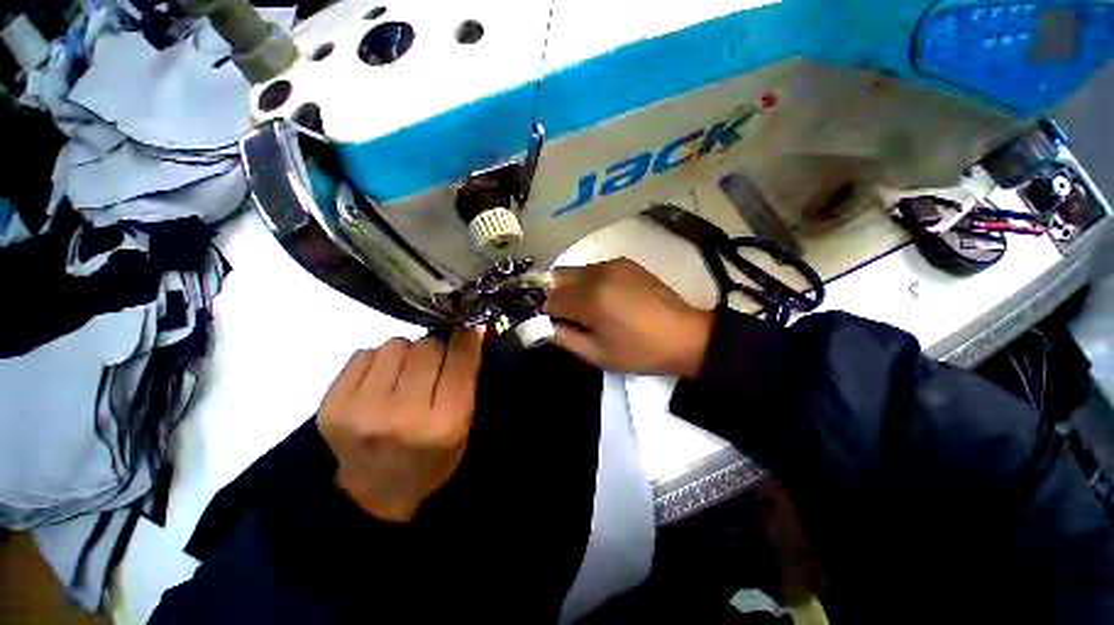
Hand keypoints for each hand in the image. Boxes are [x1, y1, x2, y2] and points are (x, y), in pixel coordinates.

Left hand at [317, 330, 483, 522]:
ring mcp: (362, 410)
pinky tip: (379, 383)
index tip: (467, 332)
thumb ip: (469, 376)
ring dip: (406, 354)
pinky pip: (364, 353)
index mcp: (444, 424)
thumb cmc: (431, 458)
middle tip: (432, 367)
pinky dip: (378, 361)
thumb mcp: (463, 424)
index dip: (466, 339)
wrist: (374, 495)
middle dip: (436, 350)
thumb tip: (475, 328)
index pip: (460, 359)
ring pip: (396, 344)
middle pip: (427, 346)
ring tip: (404, 376)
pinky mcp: (332, 404)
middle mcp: (403, 415)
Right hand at [545, 258, 712, 376]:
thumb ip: (565, 338)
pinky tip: (606, 298)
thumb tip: (546, 326)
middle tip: (569, 316)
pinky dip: (590, 282)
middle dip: (557, 295)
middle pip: (559, 278)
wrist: (686, 336)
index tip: (557, 325)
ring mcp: (613, 264)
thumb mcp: (598, 354)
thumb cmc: (640, 351)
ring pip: (576, 272)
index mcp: (590, 299)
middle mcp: (597, 273)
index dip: (549, 314)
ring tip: (589, 309)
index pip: (551, 299)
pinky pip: (595, 269)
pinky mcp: (625, 262)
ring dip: (573, 288)